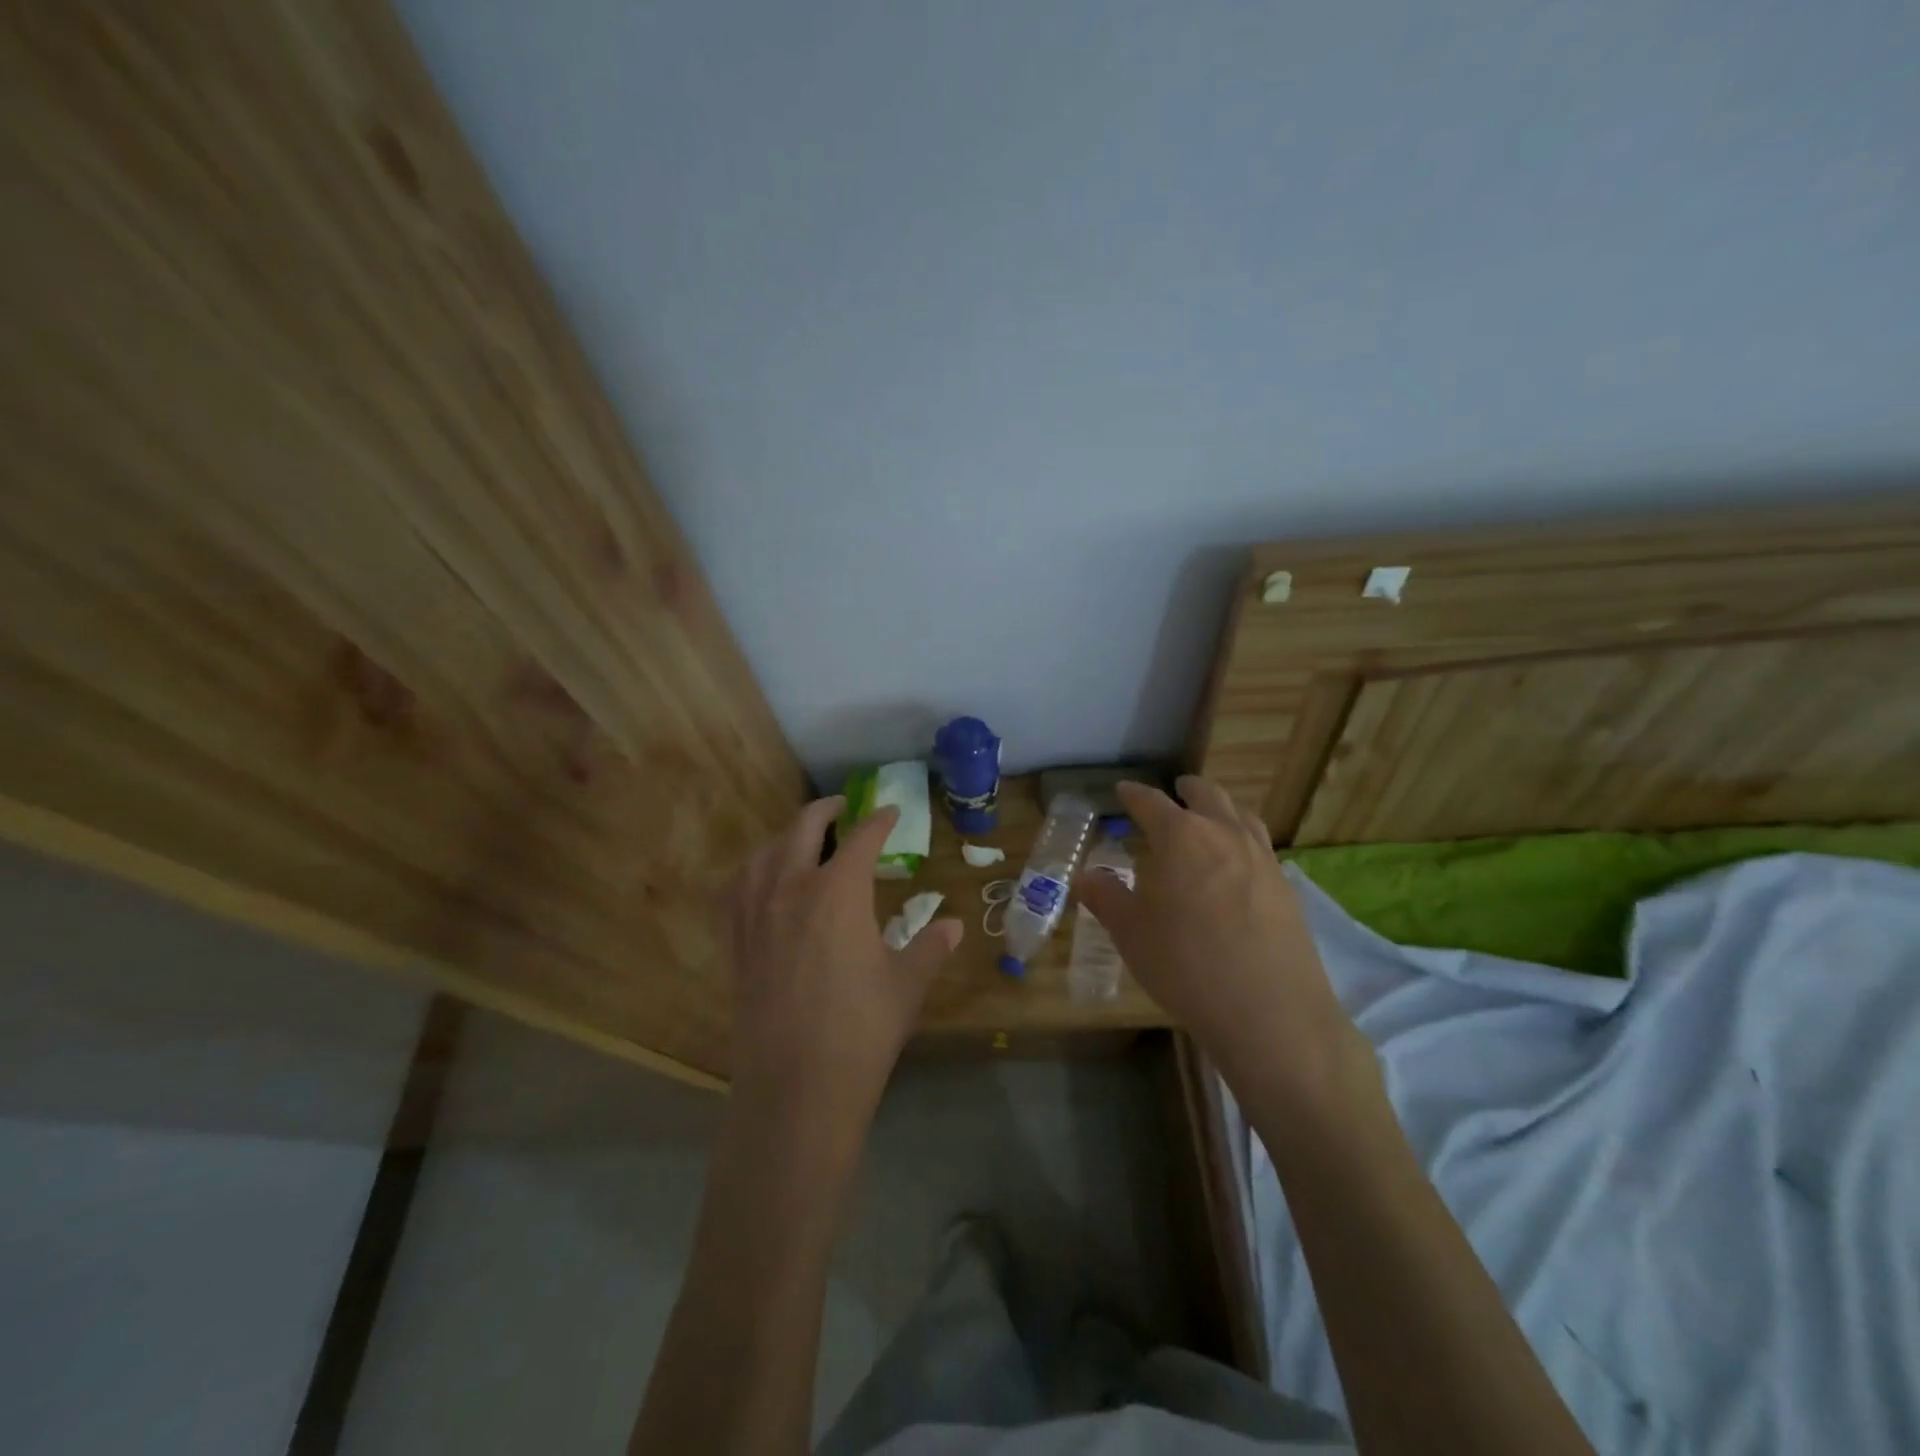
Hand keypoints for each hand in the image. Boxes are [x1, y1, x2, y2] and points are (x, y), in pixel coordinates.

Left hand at [724, 796, 963, 1139]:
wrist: (796, 1087)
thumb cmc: (861, 1031)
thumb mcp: (906, 985)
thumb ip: (930, 947)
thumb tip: (955, 926)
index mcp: (839, 892)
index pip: (862, 839)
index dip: (880, 821)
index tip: (892, 814)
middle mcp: (791, 889)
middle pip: (804, 828)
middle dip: (826, 810)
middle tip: (843, 806)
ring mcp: (755, 914)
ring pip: (764, 853)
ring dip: (786, 837)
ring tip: (803, 840)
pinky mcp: (735, 942)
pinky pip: (733, 890)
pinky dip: (750, 873)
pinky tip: (759, 881)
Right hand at [1076, 775, 1373, 1110]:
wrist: (1269, 1011)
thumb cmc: (1185, 964)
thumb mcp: (1131, 933)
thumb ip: (1105, 897)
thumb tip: (1084, 876)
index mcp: (1180, 836)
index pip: (1151, 802)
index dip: (1134, 794)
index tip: (1123, 790)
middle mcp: (1224, 834)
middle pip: (1206, 795)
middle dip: (1187, 790)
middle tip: (1175, 790)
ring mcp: (1261, 858)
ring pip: (1241, 815)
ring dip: (1221, 809)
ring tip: (1211, 819)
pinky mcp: (1286, 886)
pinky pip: (1261, 846)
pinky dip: (1243, 839)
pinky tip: (1237, 865)